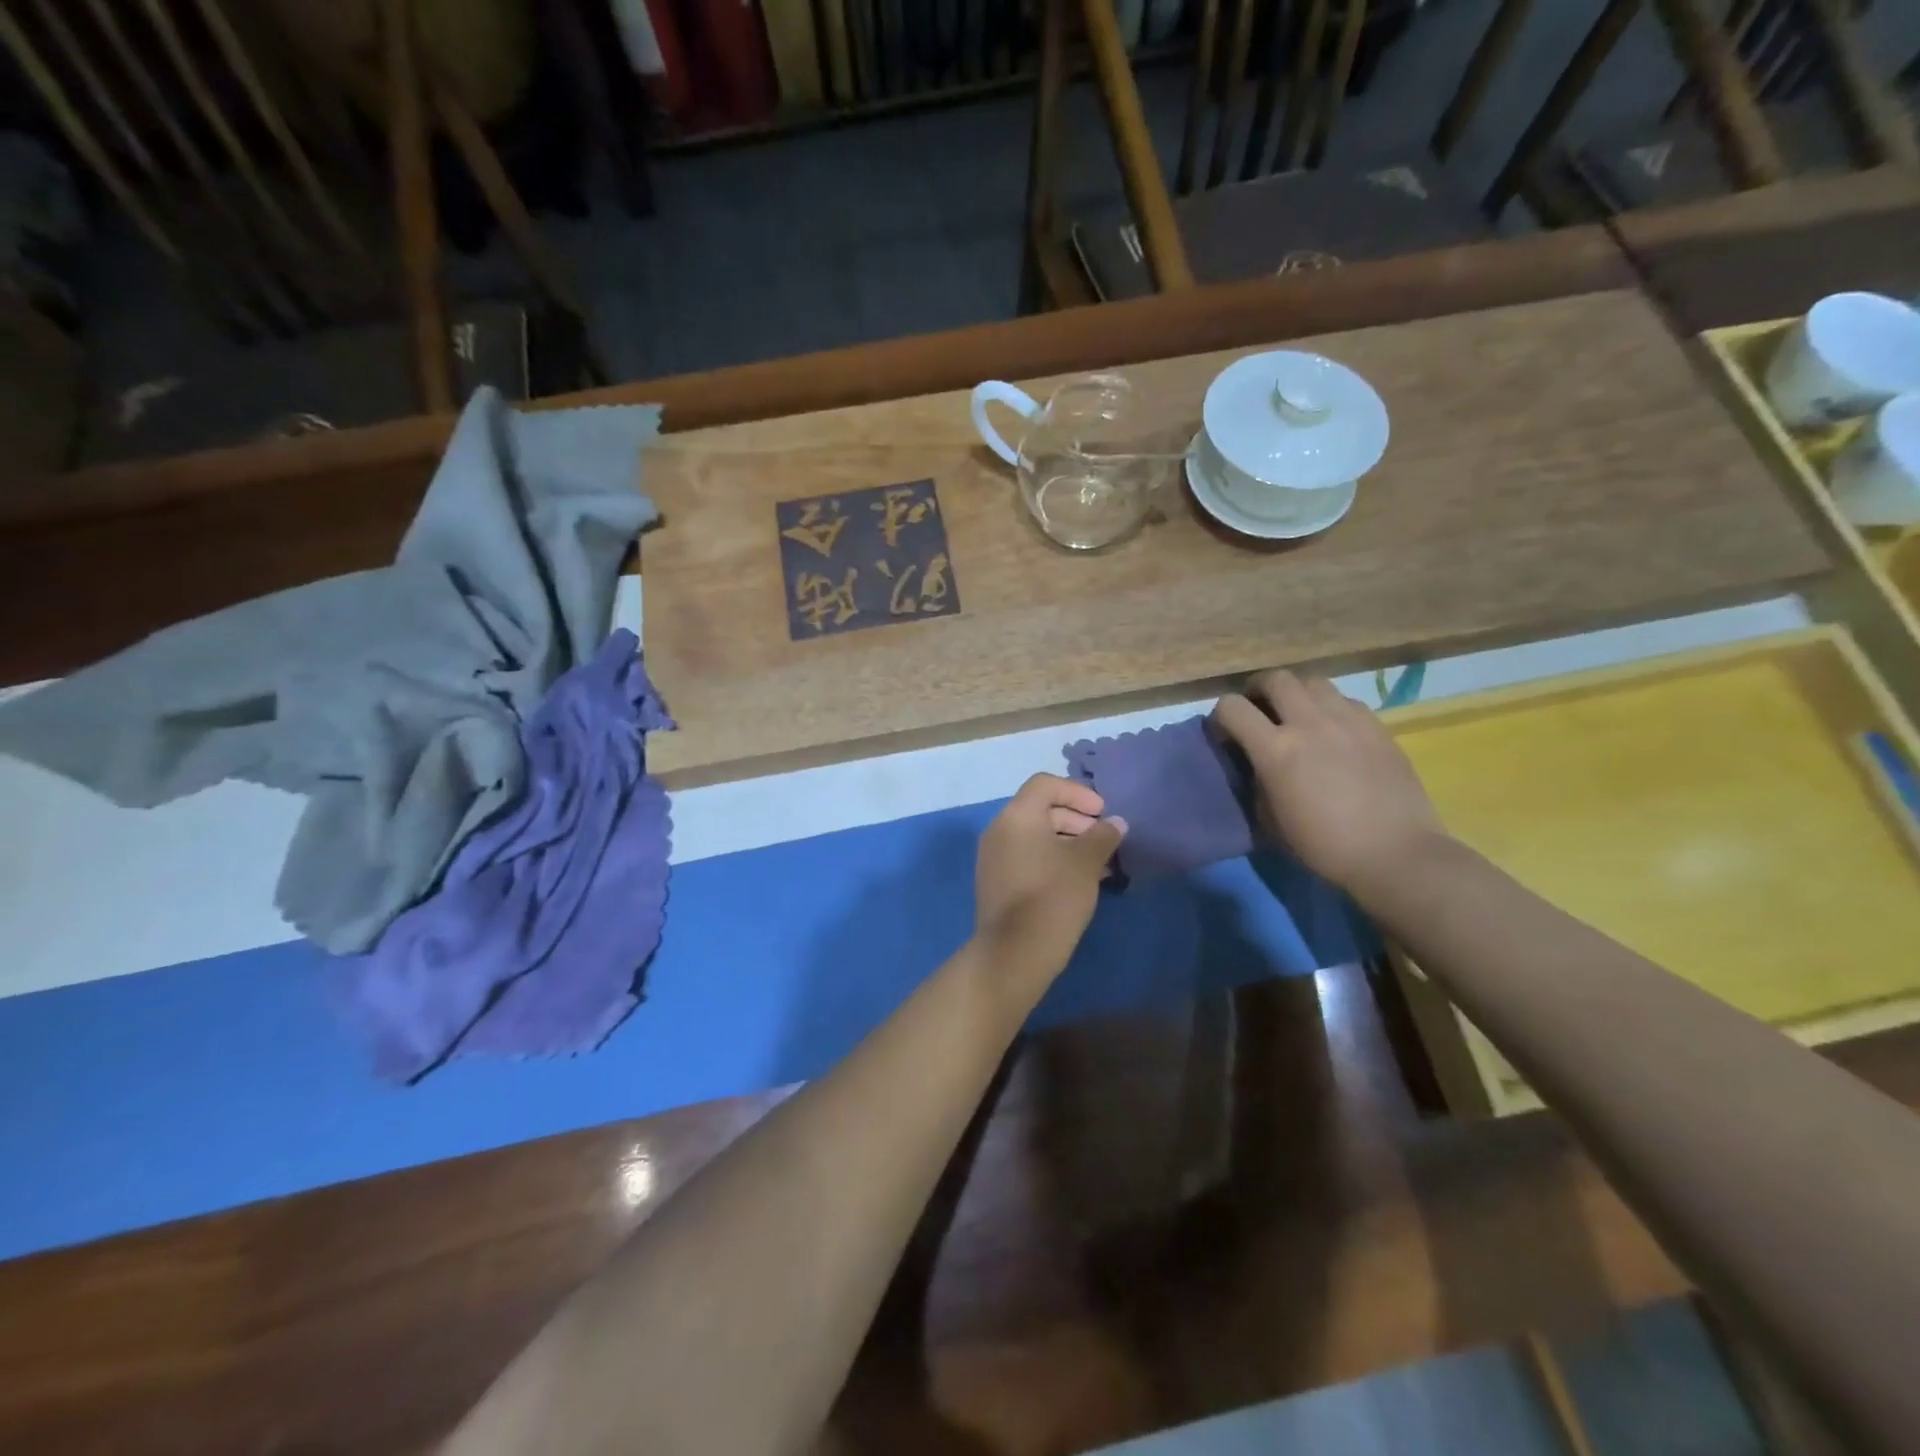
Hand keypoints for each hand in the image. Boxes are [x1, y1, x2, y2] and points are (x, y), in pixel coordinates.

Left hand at [973, 774, 1125, 984]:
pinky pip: (1026, 856)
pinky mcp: (995, 881)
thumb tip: (1114, 823)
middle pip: (1039, 809)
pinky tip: (1077, 881)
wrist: (1015, 952)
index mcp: (1017, 815)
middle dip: (1075, 819)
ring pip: (1034, 836)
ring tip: (1098, 864)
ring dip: (1067, 842)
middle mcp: (999, 829)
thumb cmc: (1054, 895)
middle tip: (1103, 840)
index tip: (1102, 813)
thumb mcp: (1086, 862)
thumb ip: (1103, 836)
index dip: (1077, 792)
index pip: (1045, 784)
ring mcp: (993, 856)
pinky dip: (1051, 859)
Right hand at [1212, 670, 1446, 895]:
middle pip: (1275, 678)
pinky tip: (1333, 731)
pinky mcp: (1377, 726)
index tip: (1226, 735)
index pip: (1232, 708)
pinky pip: (1344, 700)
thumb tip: (1257, 765)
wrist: (1395, 853)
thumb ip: (1257, 781)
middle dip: (1258, 690)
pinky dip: (1329, 707)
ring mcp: (1347, 720)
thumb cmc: (1324, 846)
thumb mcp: (1271, 819)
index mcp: (1276, 750)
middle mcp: (1309, 723)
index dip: (1221, 717)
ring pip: (1312, 681)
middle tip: (1259, 709)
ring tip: (1297, 714)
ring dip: (1296, 693)